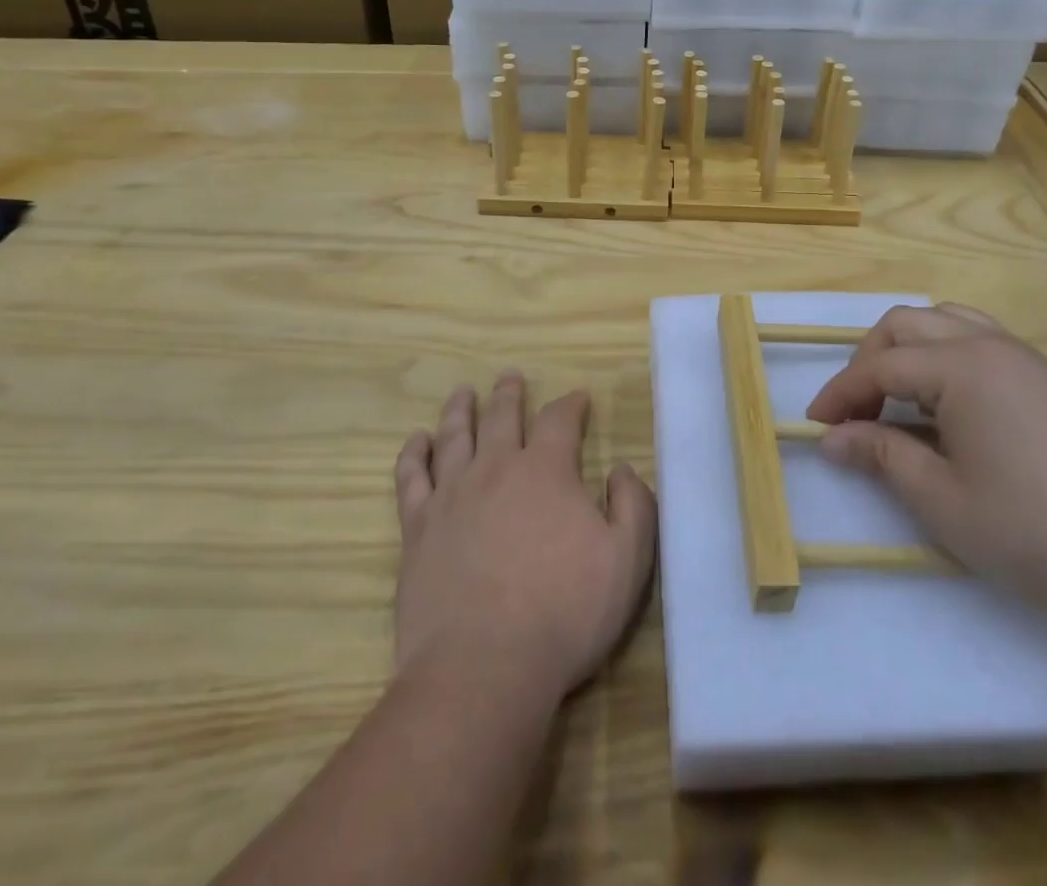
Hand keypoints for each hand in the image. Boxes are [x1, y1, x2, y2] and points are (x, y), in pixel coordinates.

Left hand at [392, 373, 656, 703]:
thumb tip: (622, 469)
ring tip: (463, 392)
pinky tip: (417, 441)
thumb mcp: (627, 560)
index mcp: (547, 470)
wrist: (484, 668)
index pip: (559, 419)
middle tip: (511, 377)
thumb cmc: (565, 613)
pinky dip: (414, 454)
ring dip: (461, 410)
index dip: (570, 404)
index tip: (578, 398)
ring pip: (455, 436)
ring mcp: (452, 496)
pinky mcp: (418, 529)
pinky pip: (411, 478)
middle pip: (502, 416)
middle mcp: (496, 468)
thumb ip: (634, 505)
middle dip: (510, 394)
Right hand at [806, 304, 1046, 624]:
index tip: (814, 427)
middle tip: (856, 412)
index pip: (880, 366)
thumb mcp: (944, 501)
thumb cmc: (1037, 527)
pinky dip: (942, 355)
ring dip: (906, 350)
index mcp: (960, 367)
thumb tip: (832, 438)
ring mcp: (1021, 356)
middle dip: (868, 361)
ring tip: (895, 398)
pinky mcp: (1044, 376)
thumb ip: (881, 457)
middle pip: (906, 325)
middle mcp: (987, 344)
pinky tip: (945, 402)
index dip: (840, 394)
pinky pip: (976, 338)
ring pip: (943, 322)